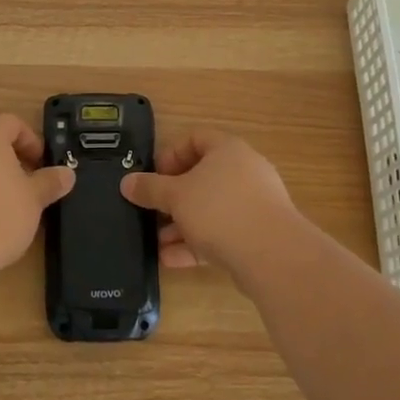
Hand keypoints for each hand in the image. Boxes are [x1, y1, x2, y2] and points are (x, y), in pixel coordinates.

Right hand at [119, 130, 295, 270]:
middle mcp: (243, 171)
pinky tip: (171, 261)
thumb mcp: (176, 196)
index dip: (170, 154)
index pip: (195, 138)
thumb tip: (126, 182)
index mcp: (227, 149)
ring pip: (210, 209)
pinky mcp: (258, 235)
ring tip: (157, 242)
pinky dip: (197, 244)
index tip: (153, 176)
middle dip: (173, 198)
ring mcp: (254, 204)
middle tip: (152, 212)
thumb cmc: (219, 210)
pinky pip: (221, 234)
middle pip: (202, 177)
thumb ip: (150, 188)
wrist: (272, 255)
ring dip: (182, 225)